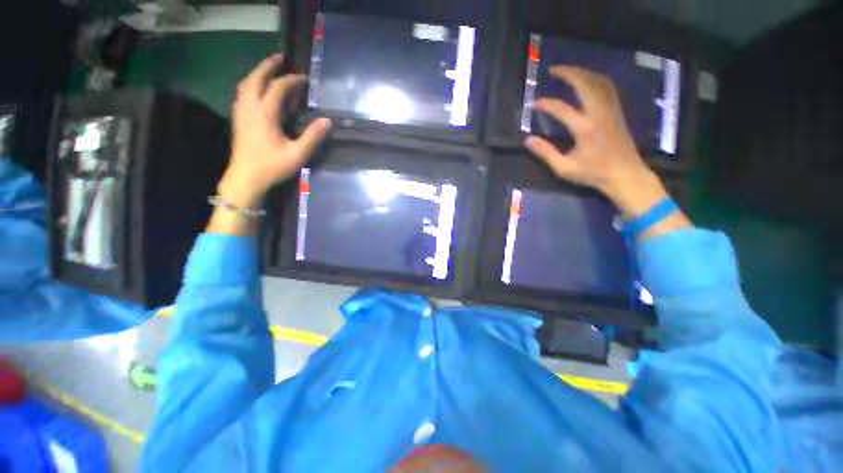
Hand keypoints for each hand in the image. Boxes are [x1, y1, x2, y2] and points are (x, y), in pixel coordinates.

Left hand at [219, 54, 330, 208]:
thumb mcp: (298, 154)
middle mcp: (250, 107)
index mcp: (265, 114)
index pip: (278, 88)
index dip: (291, 81)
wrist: (246, 178)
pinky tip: (256, 89)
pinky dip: (250, 85)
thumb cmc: (273, 166)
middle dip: (268, 66)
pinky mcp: (238, 119)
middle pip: (256, 79)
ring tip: (268, 70)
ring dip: (257, 73)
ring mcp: (241, 112)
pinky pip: (242, 93)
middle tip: (280, 58)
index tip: (304, 79)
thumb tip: (327, 121)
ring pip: (246, 84)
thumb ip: (312, 137)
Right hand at [524, 66, 666, 217]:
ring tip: (569, 71)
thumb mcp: (564, 168)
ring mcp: (611, 110)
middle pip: (586, 83)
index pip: (562, 109)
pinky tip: (588, 81)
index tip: (534, 103)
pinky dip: (596, 79)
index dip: (546, 104)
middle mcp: (599, 113)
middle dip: (569, 73)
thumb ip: (546, 153)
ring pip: (600, 82)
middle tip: (553, 70)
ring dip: (584, 73)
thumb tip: (528, 140)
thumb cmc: (593, 174)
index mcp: (585, 128)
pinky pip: (608, 88)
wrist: (625, 175)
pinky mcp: (617, 112)